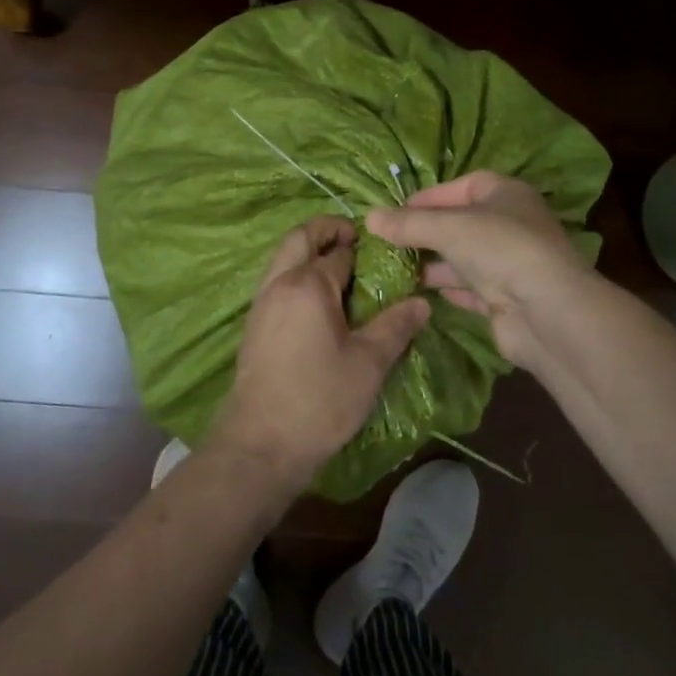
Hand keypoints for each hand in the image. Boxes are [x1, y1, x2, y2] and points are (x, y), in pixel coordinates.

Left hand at [207, 215, 430, 492]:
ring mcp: (261, 304)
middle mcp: (279, 284)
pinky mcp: (254, 326)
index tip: (388, 254)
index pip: (340, 253)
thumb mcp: (368, 363)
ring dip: (308, 252)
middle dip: (326, 230)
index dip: (365, 250)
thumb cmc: (320, 400)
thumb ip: (395, 326)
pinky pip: (276, 283)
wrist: (260, 445)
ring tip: (342, 270)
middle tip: (355, 239)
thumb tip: (422, 302)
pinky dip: (296, 275)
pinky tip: (320, 303)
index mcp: (307, 284)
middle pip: (299, 239)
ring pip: (283, 259)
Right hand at [367, 171, 589, 374]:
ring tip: (395, 267)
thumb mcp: (448, 228)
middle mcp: (511, 224)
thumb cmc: (500, 249)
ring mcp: (510, 263)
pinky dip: (447, 288)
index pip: (463, 185)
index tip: (397, 210)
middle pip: (462, 222)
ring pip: (464, 257)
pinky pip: (469, 287)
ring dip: (433, 262)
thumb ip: (408, 223)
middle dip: (427, 231)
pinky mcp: (506, 298)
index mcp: (506, 194)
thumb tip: (370, 217)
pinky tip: (419, 292)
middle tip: (390, 240)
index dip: (430, 196)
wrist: (547, 311)